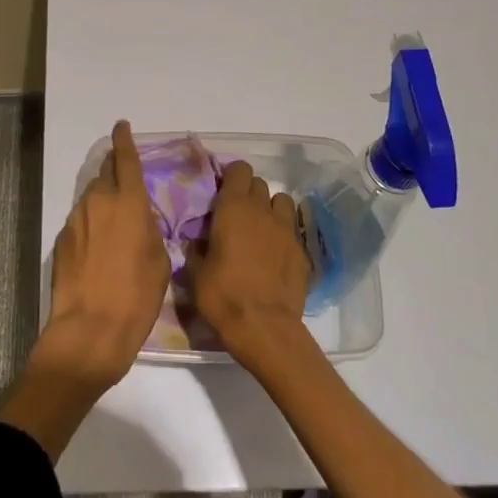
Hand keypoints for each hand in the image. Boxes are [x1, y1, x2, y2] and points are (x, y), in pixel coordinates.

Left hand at [34, 121, 170, 393]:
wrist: (90, 330)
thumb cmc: (136, 297)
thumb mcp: (159, 261)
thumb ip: (149, 228)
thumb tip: (139, 219)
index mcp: (129, 202)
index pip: (126, 159)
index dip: (124, 140)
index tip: (122, 126)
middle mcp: (100, 202)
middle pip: (106, 173)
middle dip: (115, 170)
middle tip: (125, 180)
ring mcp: (77, 219)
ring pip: (92, 197)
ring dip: (104, 200)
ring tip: (115, 222)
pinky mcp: (62, 238)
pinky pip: (81, 220)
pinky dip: (91, 224)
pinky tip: (98, 248)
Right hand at [186, 158, 313, 371]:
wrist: (265, 328)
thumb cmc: (223, 295)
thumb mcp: (195, 273)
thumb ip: (196, 249)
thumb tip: (196, 242)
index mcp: (233, 207)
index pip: (239, 169)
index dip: (231, 177)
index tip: (222, 193)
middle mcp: (262, 210)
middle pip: (259, 184)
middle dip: (249, 193)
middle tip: (237, 215)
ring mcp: (286, 229)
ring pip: (281, 201)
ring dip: (271, 209)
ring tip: (260, 230)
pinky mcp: (301, 251)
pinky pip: (292, 230)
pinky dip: (283, 235)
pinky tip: (274, 256)